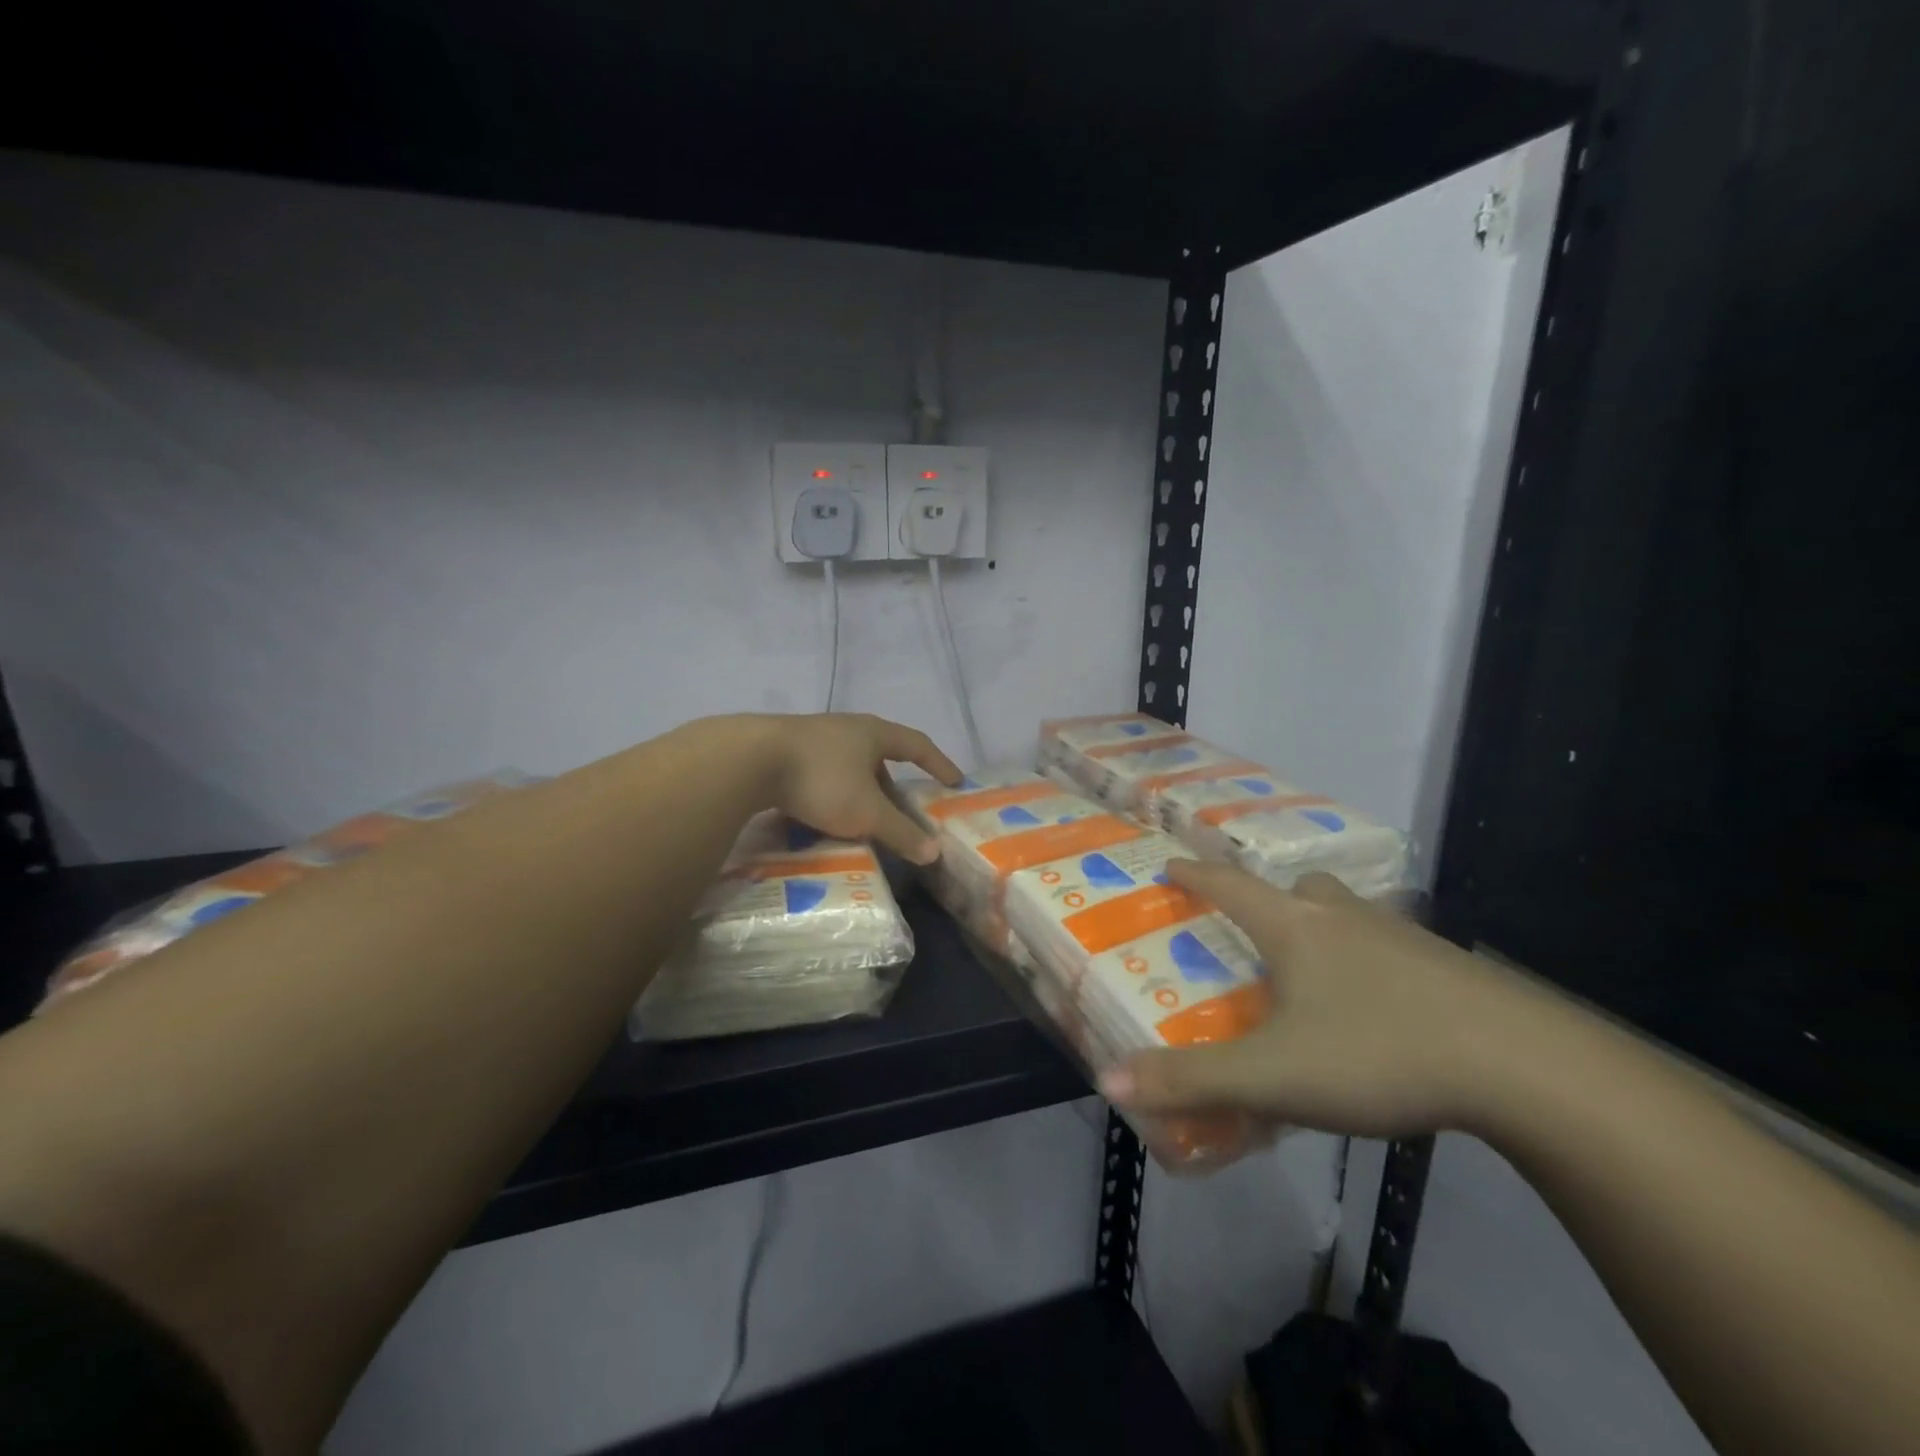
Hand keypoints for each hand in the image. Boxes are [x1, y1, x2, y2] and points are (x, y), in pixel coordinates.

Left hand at [757, 713, 962, 864]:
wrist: (748, 760)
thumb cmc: (821, 780)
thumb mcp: (866, 813)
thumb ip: (901, 832)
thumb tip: (934, 852)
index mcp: (873, 733)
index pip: (918, 744)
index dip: (939, 763)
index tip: (954, 781)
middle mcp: (846, 727)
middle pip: (880, 753)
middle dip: (893, 782)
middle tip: (900, 809)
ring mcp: (813, 735)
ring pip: (848, 762)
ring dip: (860, 787)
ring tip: (861, 816)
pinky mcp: (784, 748)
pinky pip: (821, 770)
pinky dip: (832, 791)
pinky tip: (822, 813)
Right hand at [1100, 861, 1533, 1139]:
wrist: (1526, 1067)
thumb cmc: (1380, 1052)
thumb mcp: (1274, 1076)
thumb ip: (1192, 1080)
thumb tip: (1109, 1081)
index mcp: (1295, 928)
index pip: (1229, 886)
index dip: (1195, 874)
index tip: (1171, 862)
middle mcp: (1344, 917)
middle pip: (1299, 887)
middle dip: (1271, 897)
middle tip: (1257, 926)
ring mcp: (1403, 937)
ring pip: (1350, 912)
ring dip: (1324, 923)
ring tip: (1318, 967)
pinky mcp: (1449, 967)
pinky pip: (1393, 946)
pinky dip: (1372, 959)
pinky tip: (1382, 1006)